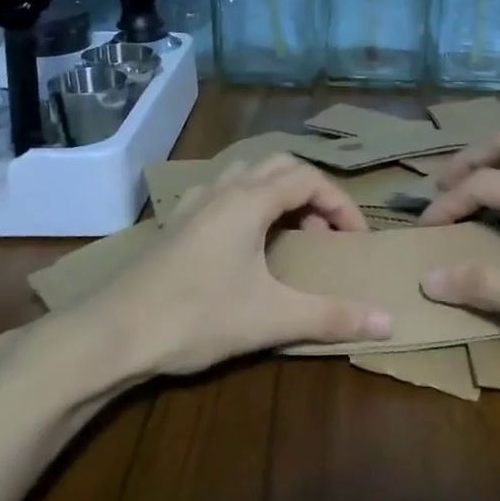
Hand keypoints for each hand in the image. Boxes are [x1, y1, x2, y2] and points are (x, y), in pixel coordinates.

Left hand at [85, 154, 392, 376]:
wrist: (110, 334)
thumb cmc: (196, 317)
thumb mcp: (272, 318)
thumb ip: (332, 316)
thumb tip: (389, 323)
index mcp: (249, 200)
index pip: (309, 179)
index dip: (340, 204)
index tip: (355, 239)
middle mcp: (222, 190)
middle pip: (279, 166)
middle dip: (311, 193)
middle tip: (322, 235)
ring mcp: (192, 204)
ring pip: (245, 174)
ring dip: (276, 194)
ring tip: (287, 234)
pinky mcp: (173, 224)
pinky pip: (219, 192)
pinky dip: (244, 202)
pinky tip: (241, 241)